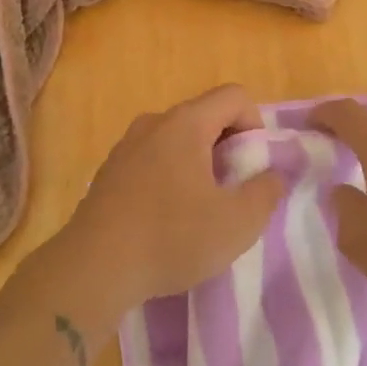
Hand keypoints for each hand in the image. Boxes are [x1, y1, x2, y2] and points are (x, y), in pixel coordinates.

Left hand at [50, 85, 284, 320]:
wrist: (93, 269)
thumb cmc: (172, 237)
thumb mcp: (238, 222)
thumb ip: (267, 192)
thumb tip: (273, 174)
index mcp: (186, 123)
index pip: (234, 96)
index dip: (256, 124)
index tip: (253, 167)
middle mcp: (154, 123)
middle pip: (205, 116)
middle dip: (228, 147)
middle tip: (232, 191)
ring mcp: (126, 146)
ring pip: (177, 139)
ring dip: (198, 163)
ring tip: (200, 208)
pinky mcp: (109, 172)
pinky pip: (152, 159)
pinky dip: (170, 176)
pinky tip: (166, 219)